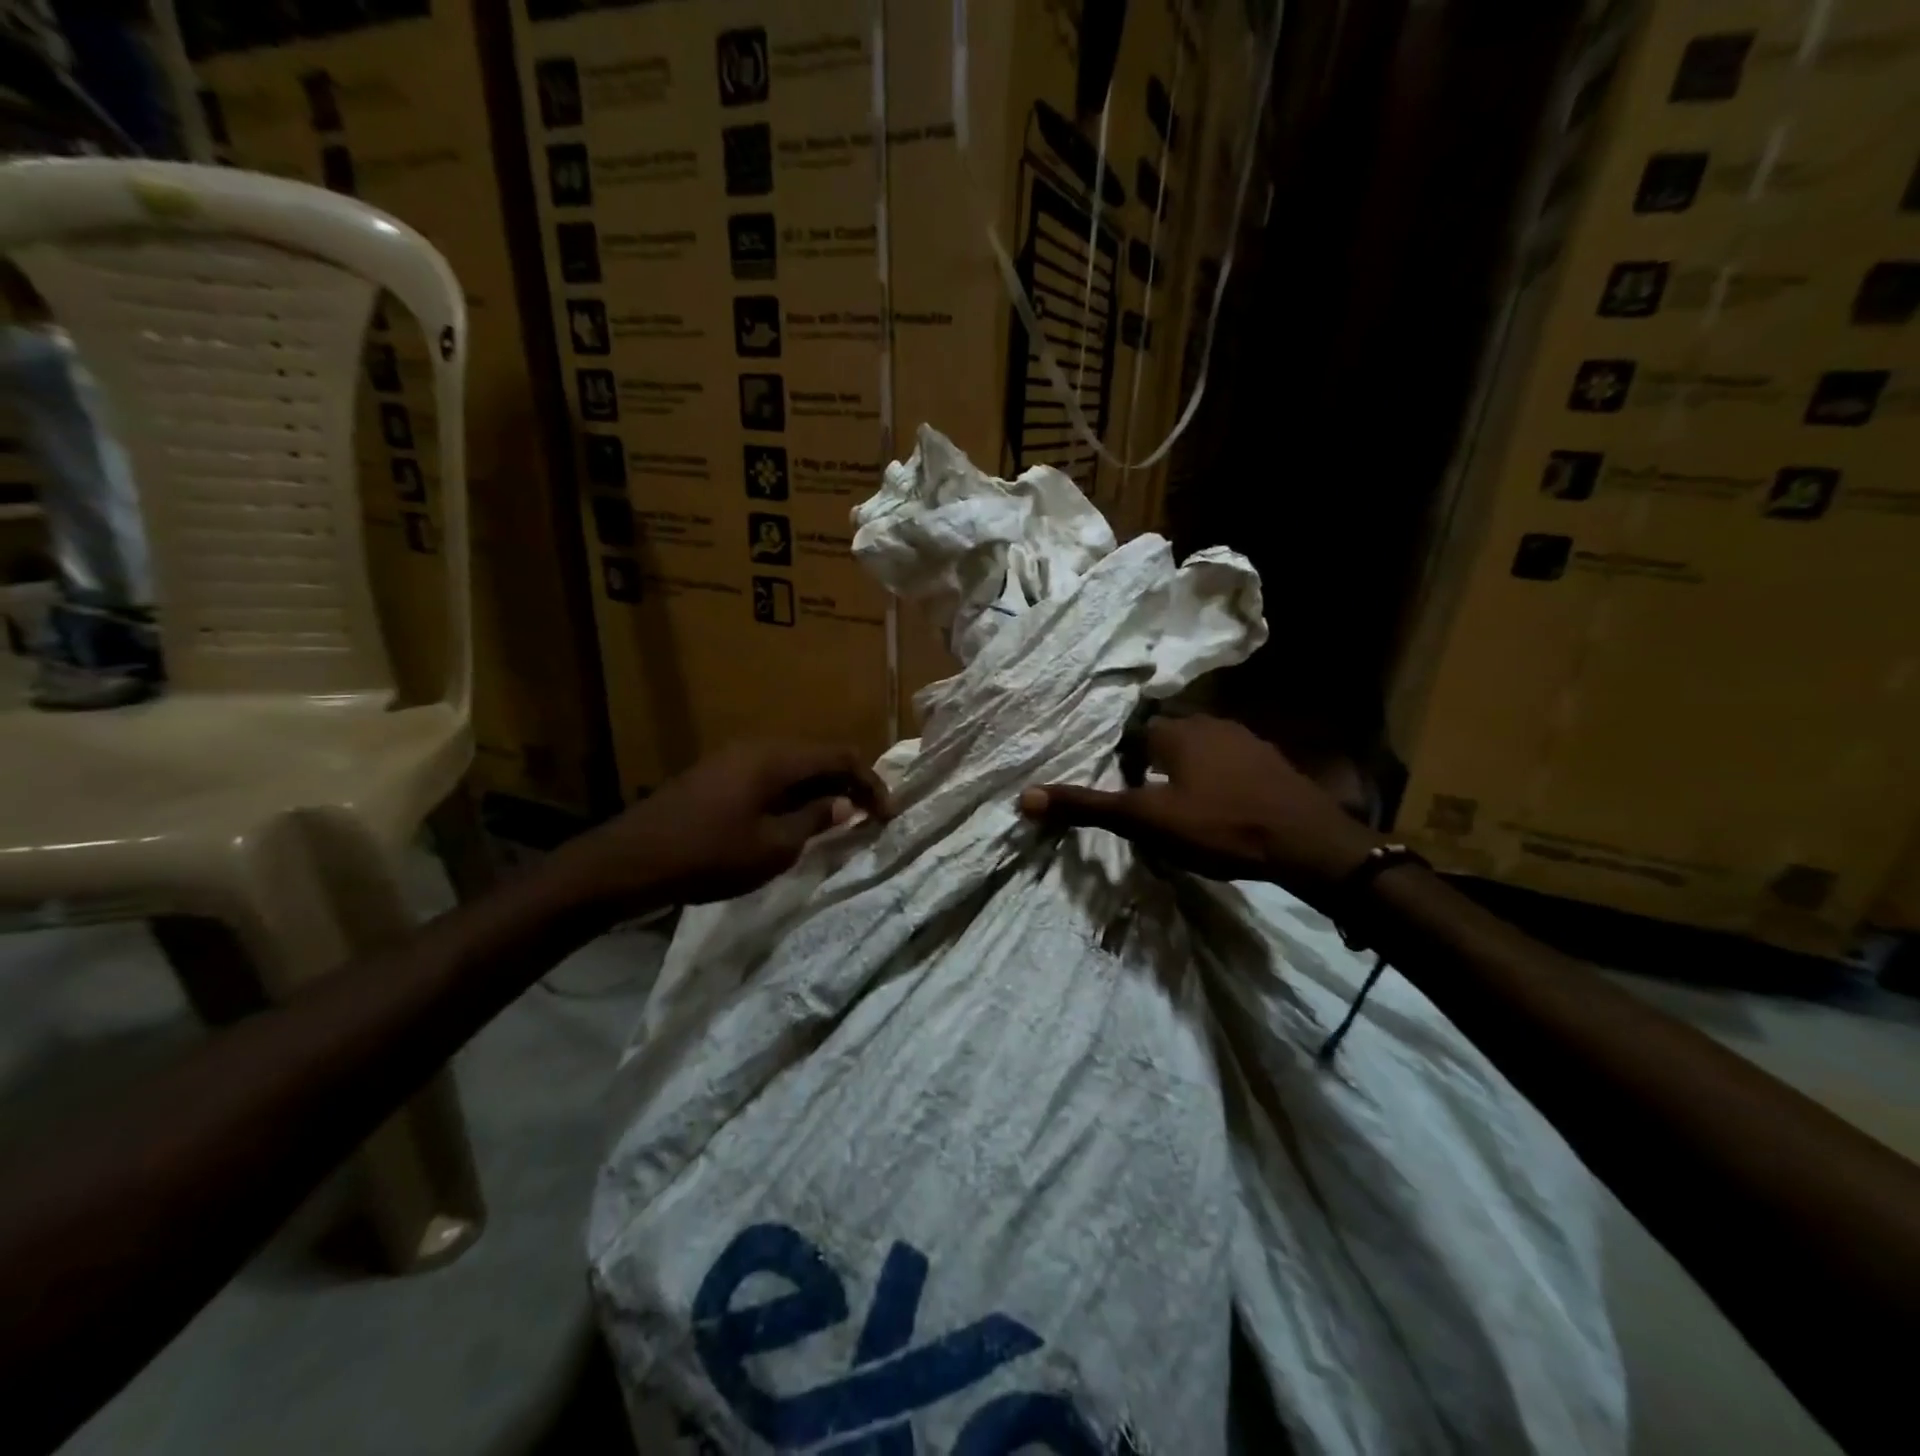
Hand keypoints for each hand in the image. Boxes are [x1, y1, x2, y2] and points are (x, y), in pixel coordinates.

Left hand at [556, 742, 893, 911]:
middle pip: (818, 757)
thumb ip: (814, 820)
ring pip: (794, 767)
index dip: (872, 783)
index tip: (888, 815)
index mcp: (776, 759)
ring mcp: (733, 758)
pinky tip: (793, 822)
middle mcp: (758, 747)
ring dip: (820, 791)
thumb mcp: (772, 847)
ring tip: (836, 824)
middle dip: (849, 785)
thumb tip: (845, 805)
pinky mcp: (717, 775)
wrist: (628, 860)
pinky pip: (770, 776)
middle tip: (867, 819)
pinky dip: (793, 795)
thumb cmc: (708, 855)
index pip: (841, 757)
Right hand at [1019, 714, 1381, 904]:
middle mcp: (1211, 724)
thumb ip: (1086, 807)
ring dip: (1185, 772)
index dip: (1121, 761)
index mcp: (1176, 732)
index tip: (1120, 790)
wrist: (1308, 845)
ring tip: (1180, 808)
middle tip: (1145, 803)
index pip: (1134, 734)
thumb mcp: (1145, 821)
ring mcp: (1247, 741)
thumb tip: (1024, 797)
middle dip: (1151, 765)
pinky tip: (1221, 810)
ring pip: (1200, 750)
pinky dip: (1217, 781)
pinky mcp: (1273, 763)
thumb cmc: (1219, 827)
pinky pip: (1231, 765)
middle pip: (1166, 739)